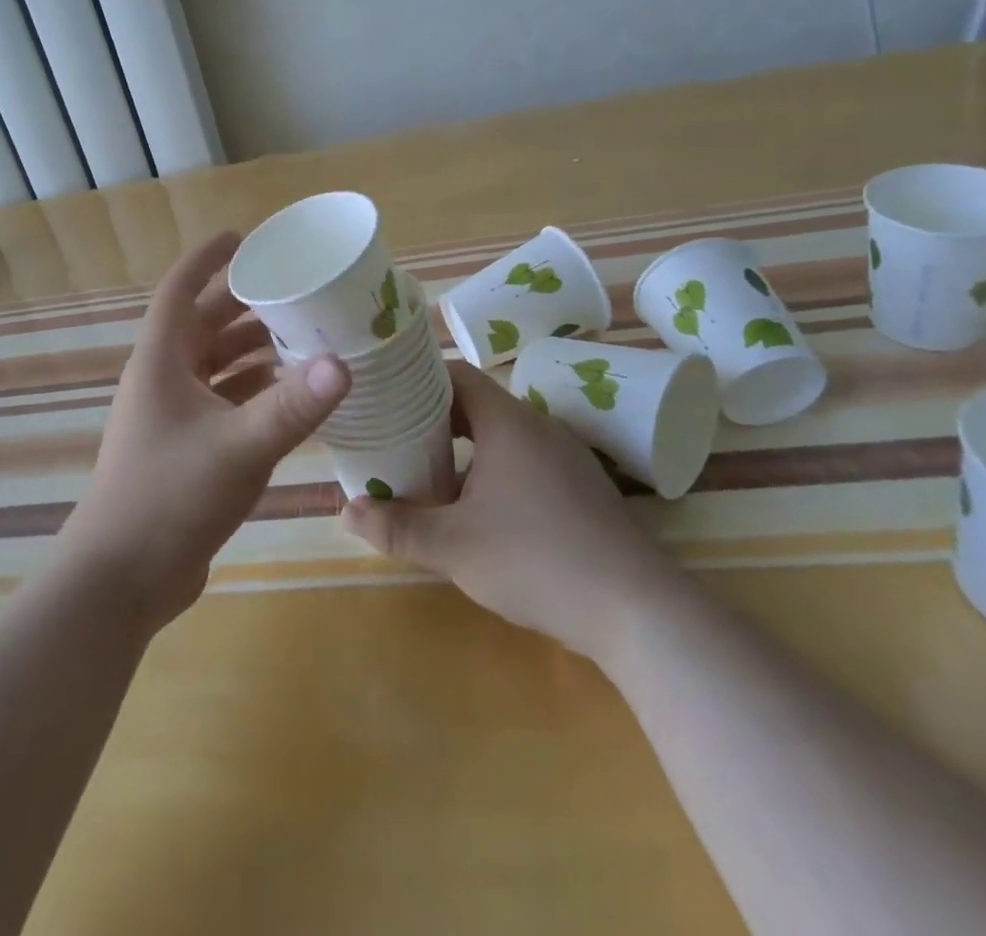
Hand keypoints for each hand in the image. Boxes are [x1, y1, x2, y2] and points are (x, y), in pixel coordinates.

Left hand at [59, 232, 350, 630]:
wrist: (122, 579)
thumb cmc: (169, 497)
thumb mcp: (238, 448)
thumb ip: (292, 407)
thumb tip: (344, 363)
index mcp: (160, 361)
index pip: (181, 290)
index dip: (208, 258)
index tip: (244, 237)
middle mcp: (163, 379)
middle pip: (203, 324)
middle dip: (243, 304)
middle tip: (294, 289)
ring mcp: (172, 416)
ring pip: (214, 365)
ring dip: (251, 349)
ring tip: (302, 335)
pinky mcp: (185, 448)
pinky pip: (222, 401)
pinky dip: (251, 390)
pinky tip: (288, 393)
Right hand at [342, 360, 684, 664]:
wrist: (638, 612)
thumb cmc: (537, 561)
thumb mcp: (453, 547)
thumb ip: (396, 527)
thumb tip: (347, 511)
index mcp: (508, 422)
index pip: (455, 374)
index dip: (417, 380)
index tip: (386, 396)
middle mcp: (539, 426)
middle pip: (476, 404)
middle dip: (433, 420)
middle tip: (395, 439)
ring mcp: (566, 456)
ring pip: (501, 435)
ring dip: (464, 449)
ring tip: (429, 474)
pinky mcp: (582, 487)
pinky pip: (526, 459)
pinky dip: (494, 469)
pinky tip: (480, 510)